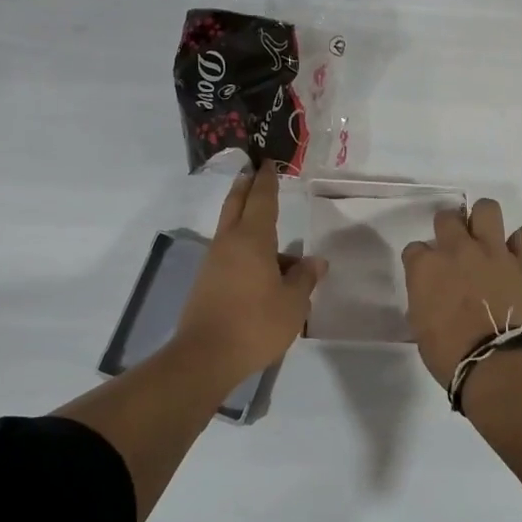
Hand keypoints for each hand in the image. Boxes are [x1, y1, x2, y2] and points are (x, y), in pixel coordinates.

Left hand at [175, 163, 325, 392]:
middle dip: (246, 187)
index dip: (267, 181)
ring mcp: (213, 263)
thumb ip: (304, 278)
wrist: (206, 356)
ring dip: (246, 221)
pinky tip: (261, 268)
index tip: (268, 164)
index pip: (262, 200)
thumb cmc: (256, 324)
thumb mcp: (293, 303)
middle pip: (236, 205)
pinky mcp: (206, 282)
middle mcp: (229, 243)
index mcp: (252, 240)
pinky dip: (244, 248)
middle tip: (252, 172)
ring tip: (272, 232)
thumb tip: (315, 261)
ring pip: (231, 231)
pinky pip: (229, 254)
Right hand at [401, 198, 521, 389]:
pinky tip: (519, 256)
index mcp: (426, 268)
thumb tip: (433, 295)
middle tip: (456, 250)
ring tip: (487, 240)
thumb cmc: (450, 355)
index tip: (428, 275)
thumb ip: (424, 299)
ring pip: (487, 209)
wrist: (497, 364)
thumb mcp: (421, 327)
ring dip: (484, 221)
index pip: (415, 249)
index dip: (421, 261)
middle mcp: (458, 250)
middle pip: (447, 218)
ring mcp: (494, 252)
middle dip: (448, 229)